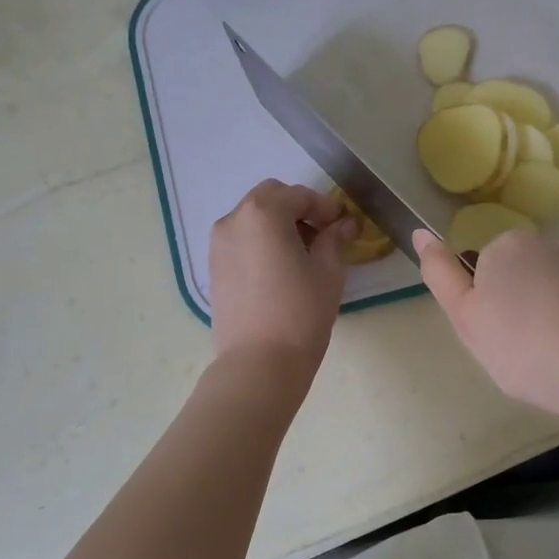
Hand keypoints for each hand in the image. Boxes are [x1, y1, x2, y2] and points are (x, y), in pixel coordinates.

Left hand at [209, 180, 355, 372]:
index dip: (325, 207)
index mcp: (263, 214)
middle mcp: (234, 220)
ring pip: (252, 217)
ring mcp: (218, 244)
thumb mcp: (328, 272)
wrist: (258, 363)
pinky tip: (280, 268)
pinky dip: (261, 241)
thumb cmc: (300, 313)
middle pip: (269, 197)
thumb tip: (345, 224)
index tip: (343, 224)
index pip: (299, 196)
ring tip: (302, 253)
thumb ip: (335, 239)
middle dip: (298, 208)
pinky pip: (241, 239)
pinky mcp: (213, 268)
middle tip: (322, 233)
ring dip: (277, 223)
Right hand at [414, 228, 558, 420]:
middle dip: (507, 316)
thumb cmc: (523, 344)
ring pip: (538, 301)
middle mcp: (544, 247)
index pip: (477, 273)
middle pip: (509, 283)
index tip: (489, 336)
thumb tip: (421, 234)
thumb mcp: (465, 315)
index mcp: (506, 245)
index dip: (477, 308)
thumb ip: (440, 274)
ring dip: (535, 328)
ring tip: (542, 363)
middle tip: (510, 352)